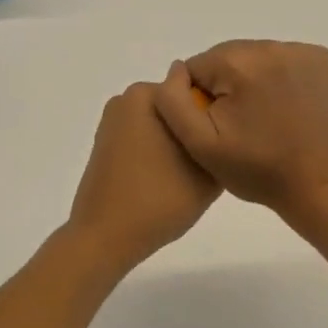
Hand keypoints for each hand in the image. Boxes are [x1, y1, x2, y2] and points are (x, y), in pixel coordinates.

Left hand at [67, 81, 220, 275]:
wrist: (106, 236)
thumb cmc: (160, 198)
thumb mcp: (208, 170)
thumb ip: (219, 141)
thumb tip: (219, 130)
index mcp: (150, 94)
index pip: (197, 91)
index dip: (214, 118)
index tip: (224, 144)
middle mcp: (126, 99)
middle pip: (177, 107)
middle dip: (193, 129)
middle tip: (209, 164)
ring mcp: (112, 122)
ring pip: (160, 125)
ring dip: (175, 143)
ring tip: (188, 177)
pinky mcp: (104, 145)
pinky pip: (142, 140)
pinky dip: (156, 153)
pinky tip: (165, 181)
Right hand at [153, 41, 327, 215]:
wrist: (318, 185)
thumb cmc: (256, 170)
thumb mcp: (199, 144)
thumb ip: (174, 101)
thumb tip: (177, 69)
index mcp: (239, 63)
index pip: (198, 67)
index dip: (202, 99)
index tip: (221, 126)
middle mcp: (272, 46)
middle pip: (228, 58)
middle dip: (228, 86)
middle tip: (243, 125)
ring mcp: (303, 51)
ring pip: (256, 58)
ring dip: (254, 80)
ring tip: (265, 117)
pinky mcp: (325, 60)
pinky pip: (286, 60)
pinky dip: (281, 78)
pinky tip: (287, 107)